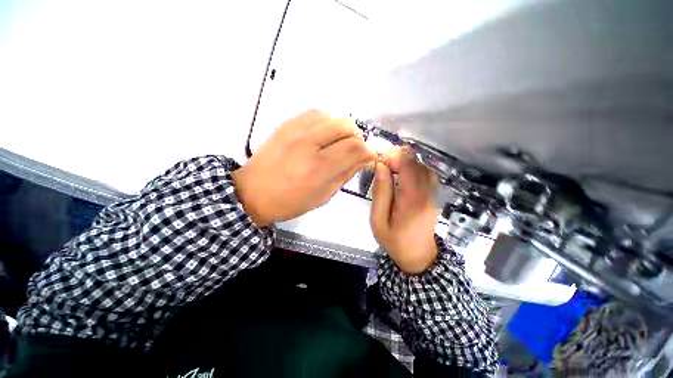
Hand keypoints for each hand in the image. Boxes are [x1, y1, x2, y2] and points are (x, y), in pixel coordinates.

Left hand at [232, 110, 375, 226]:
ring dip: (344, 128)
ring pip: (332, 116)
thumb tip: (363, 160)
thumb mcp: (323, 196)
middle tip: (355, 149)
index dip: (367, 151)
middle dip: (358, 137)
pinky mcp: (286, 124)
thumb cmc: (290, 201)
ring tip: (341, 141)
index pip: (354, 148)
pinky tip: (326, 133)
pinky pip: (315, 113)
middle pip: (346, 126)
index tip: (368, 156)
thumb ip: (345, 174)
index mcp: (318, 168)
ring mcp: (295, 130)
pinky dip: (328, 121)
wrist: (253, 192)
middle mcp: (308, 144)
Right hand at [370, 146, 438, 273]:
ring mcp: (433, 194)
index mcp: (412, 201)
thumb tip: (381, 167)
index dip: (394, 156)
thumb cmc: (394, 240)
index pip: (408, 166)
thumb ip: (381, 193)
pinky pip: (426, 174)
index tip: (379, 160)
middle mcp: (427, 193)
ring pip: (423, 166)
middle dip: (398, 157)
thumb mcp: (378, 220)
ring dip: (406, 162)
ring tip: (390, 167)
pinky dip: (413, 168)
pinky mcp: (434, 195)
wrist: (418, 256)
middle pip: (417, 163)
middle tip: (382, 163)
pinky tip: (402, 174)